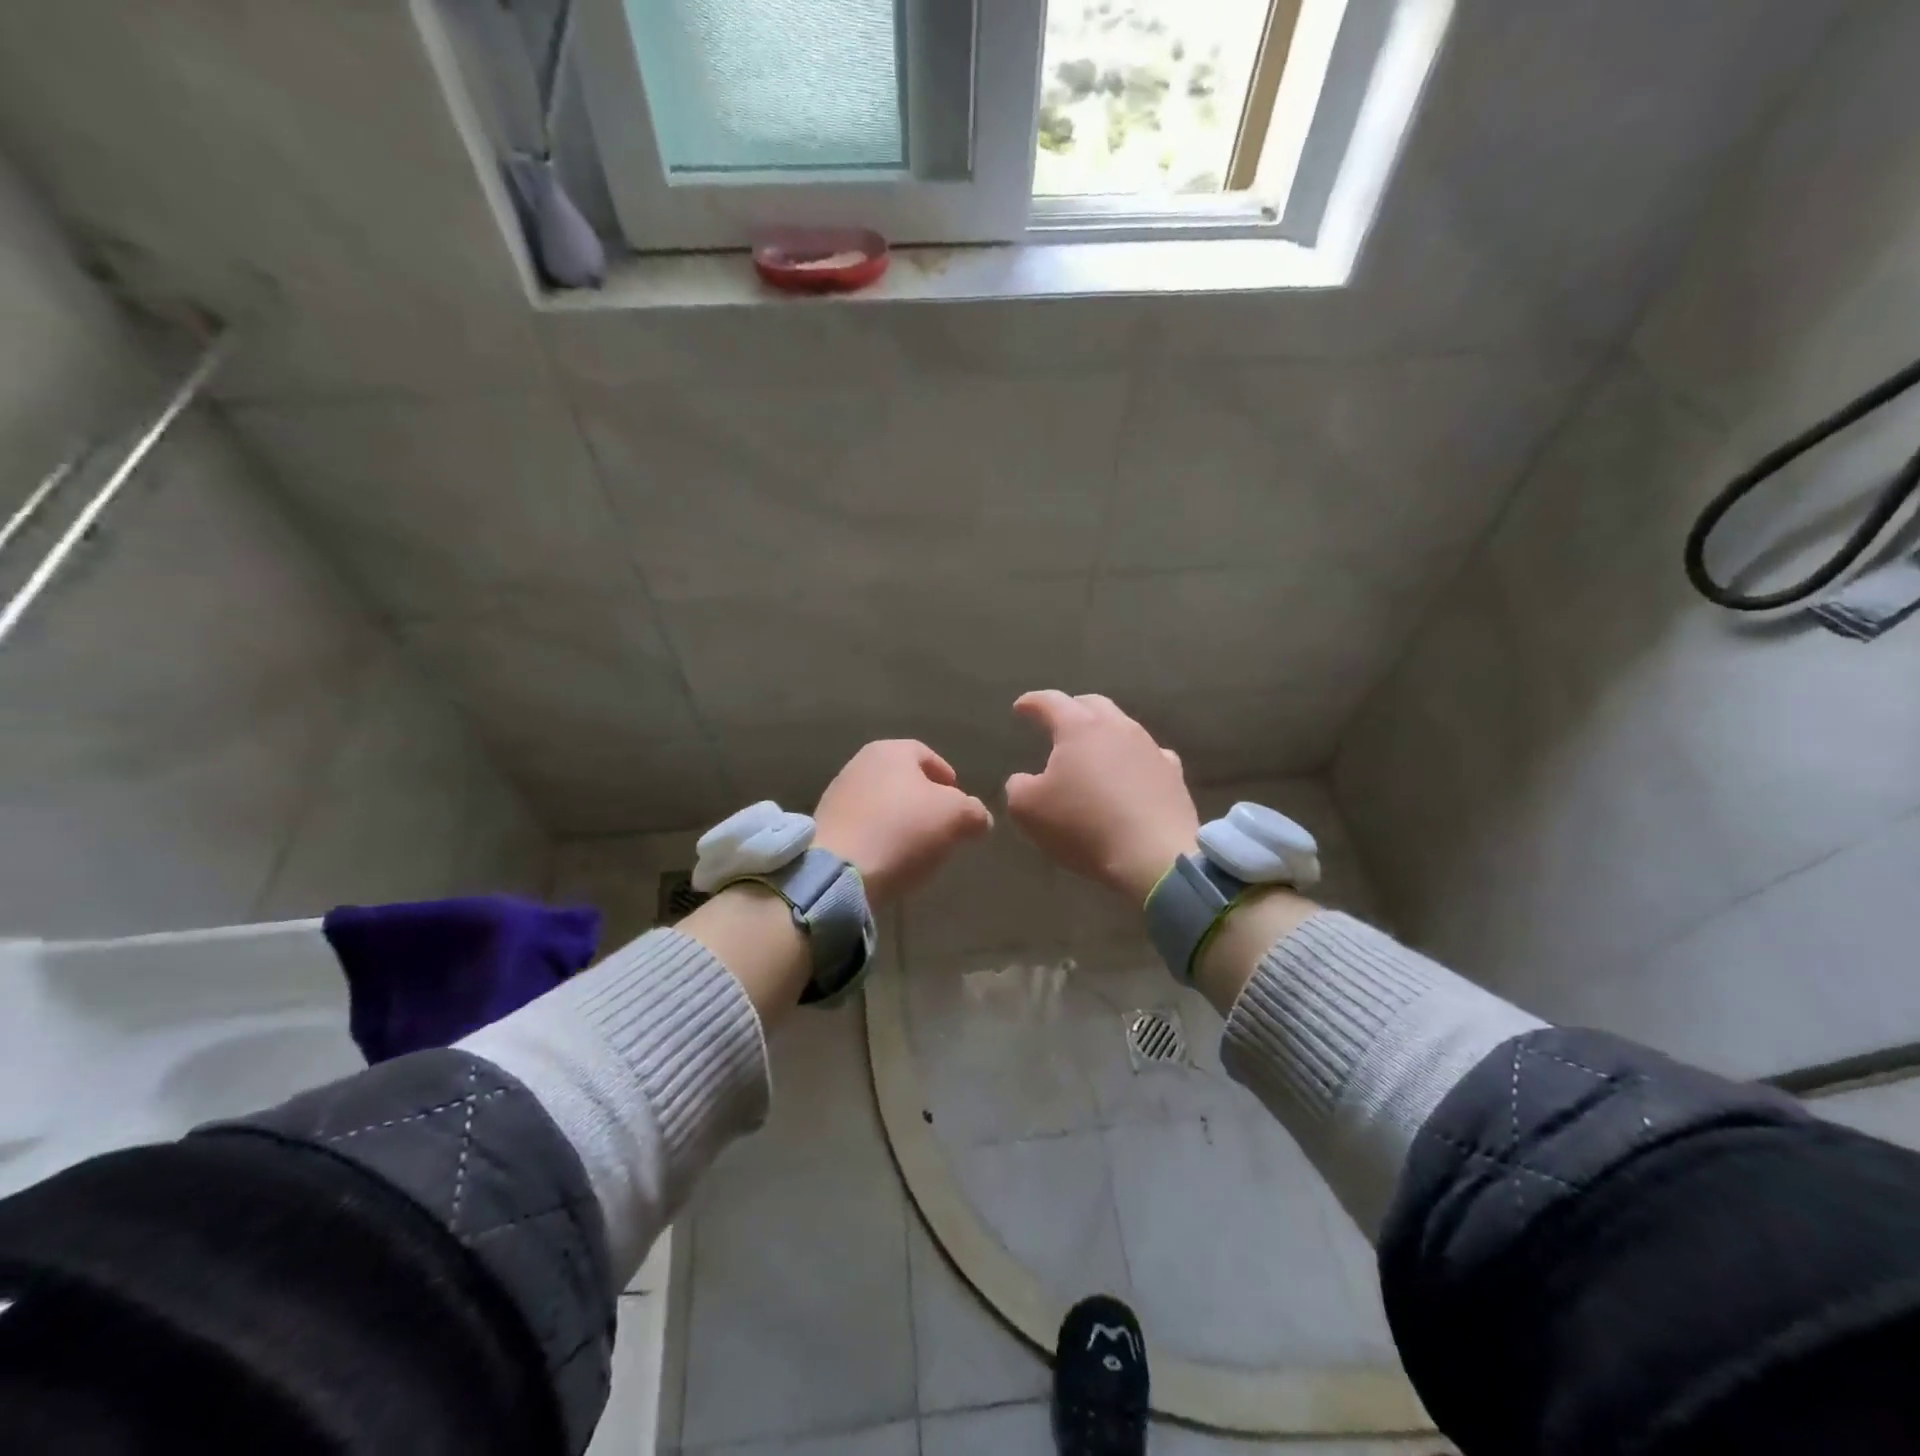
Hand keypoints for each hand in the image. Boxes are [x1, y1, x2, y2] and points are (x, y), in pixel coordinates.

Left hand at [813, 740, 994, 909]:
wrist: (840, 872)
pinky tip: (889, 858)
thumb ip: (975, 812)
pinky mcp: (825, 826)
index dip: (948, 777)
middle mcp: (859, 764)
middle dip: (924, 801)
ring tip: (917, 848)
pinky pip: (863, 826)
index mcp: (890, 751)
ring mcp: (837, 795)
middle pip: (902, 779)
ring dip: (900, 820)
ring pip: (882, 803)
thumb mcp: (957, 818)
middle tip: (943, 826)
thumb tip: (978, 818)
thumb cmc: (903, 831)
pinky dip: (879, 837)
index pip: (927, 755)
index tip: (960, 804)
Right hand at [1004, 691, 1199, 903]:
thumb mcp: (1027, 809)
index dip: (1032, 702)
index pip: (1050, 701)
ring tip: (1091, 749)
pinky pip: (1149, 754)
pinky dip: (1132, 757)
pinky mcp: (1173, 774)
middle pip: (1092, 704)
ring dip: (1103, 732)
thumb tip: (1024, 779)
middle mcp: (1117, 727)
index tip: (1020, 707)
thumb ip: (1018, 786)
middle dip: (1071, 708)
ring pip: (1123, 726)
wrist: (1153, 856)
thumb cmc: (1082, 826)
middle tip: (1057, 721)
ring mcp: (1150, 748)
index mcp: (1079, 728)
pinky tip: (1131, 771)